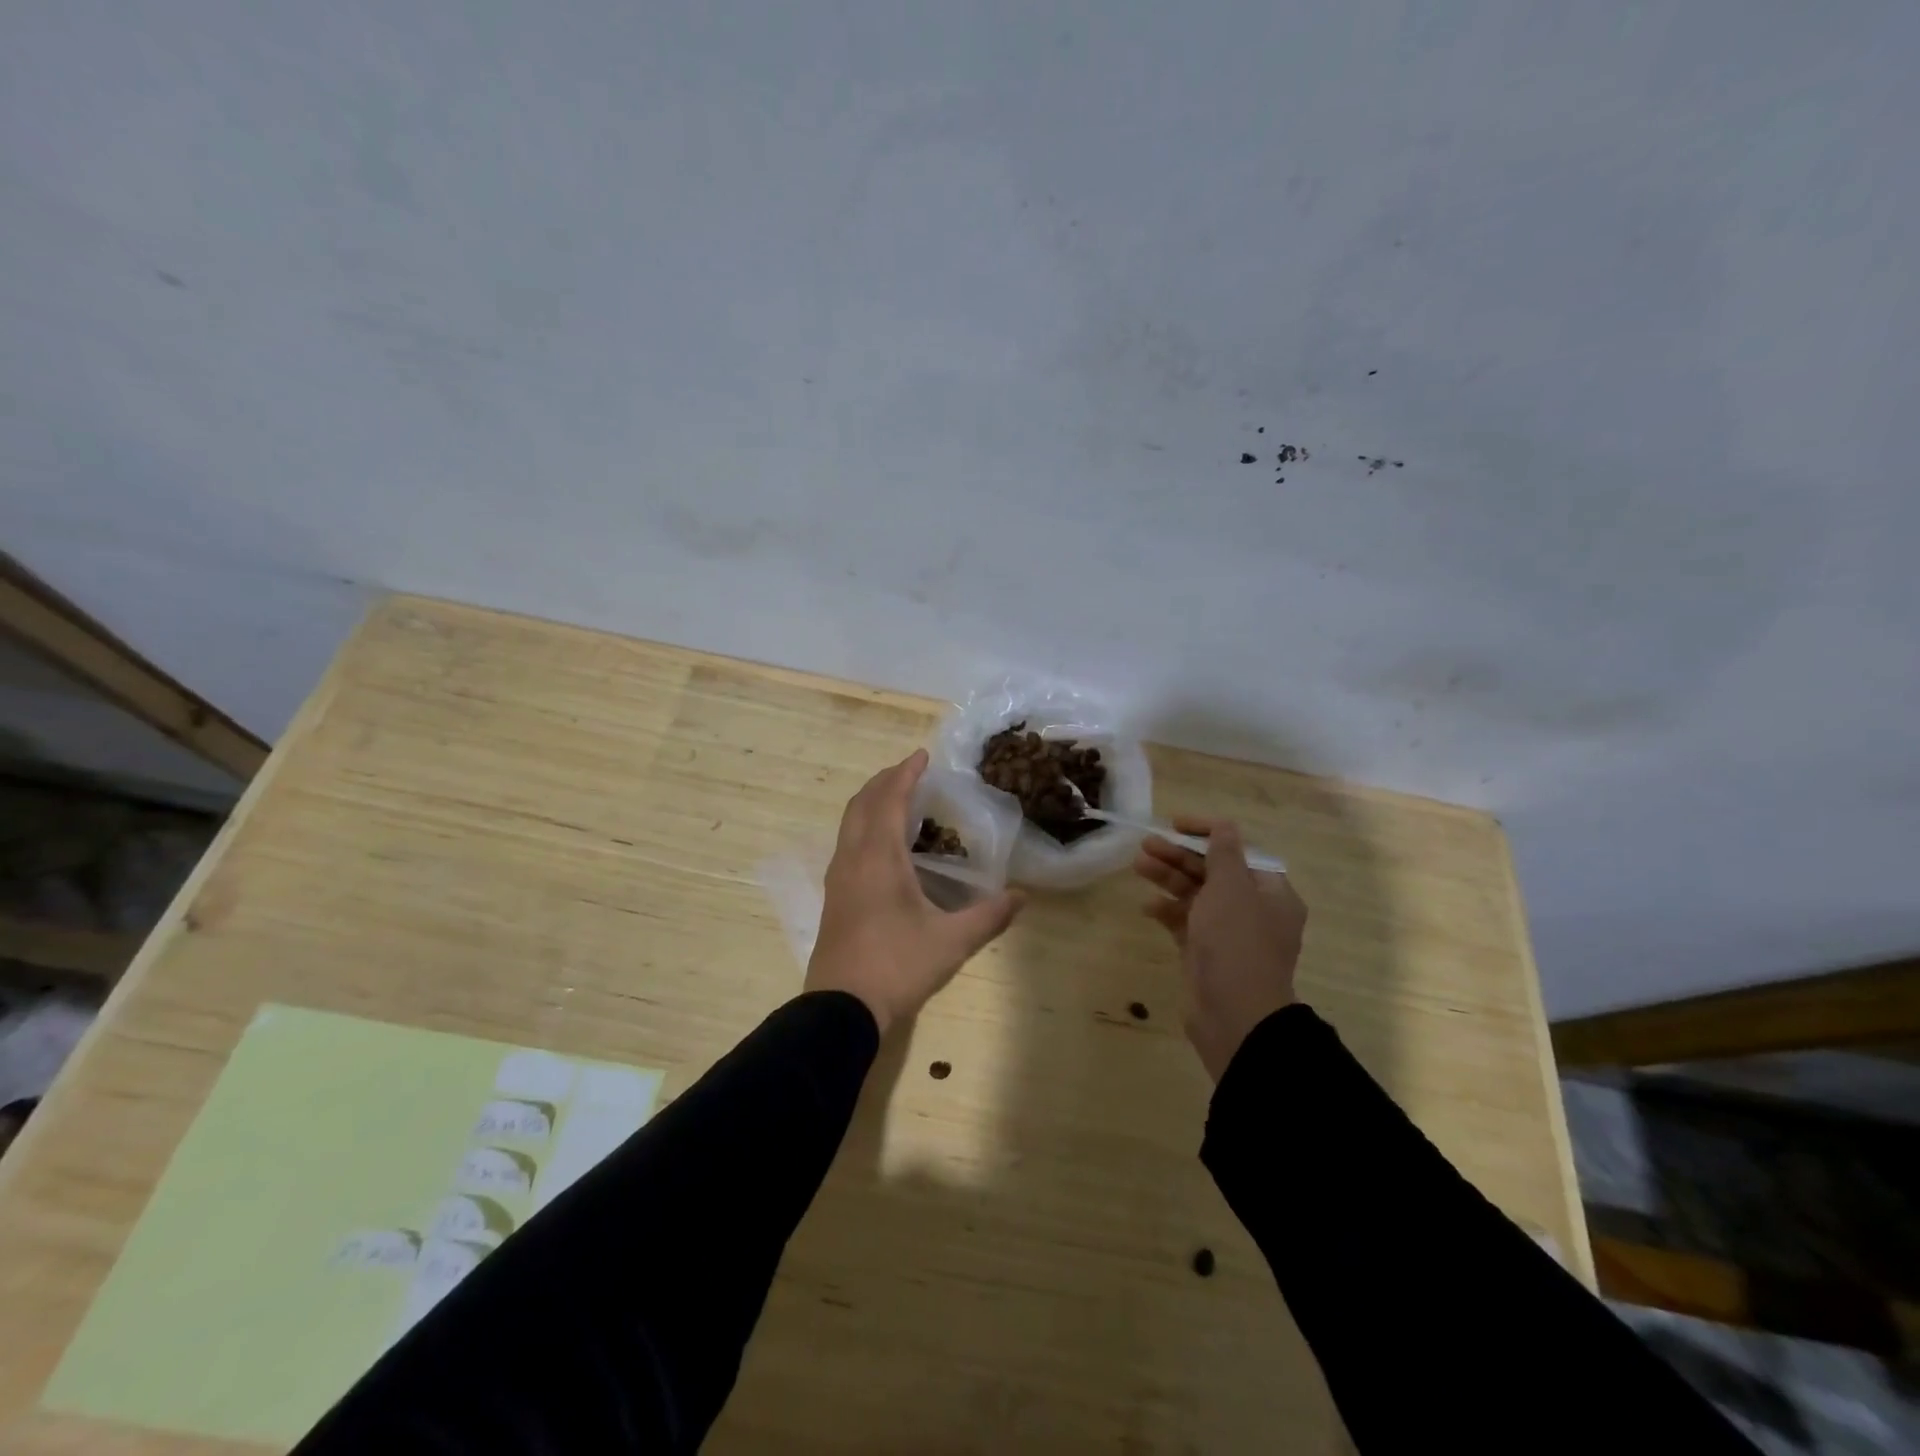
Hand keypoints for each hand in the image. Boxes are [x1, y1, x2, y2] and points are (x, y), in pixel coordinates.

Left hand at [805, 749, 1024, 1034]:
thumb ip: (989, 916)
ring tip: (898, 801)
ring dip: (871, 803)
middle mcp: (852, 858)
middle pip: (862, 803)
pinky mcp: (834, 897)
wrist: (841, 1008)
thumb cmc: (897, 966)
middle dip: (884, 781)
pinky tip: (883, 846)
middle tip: (910, 772)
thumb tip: (1022, 896)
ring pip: (849, 823)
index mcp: (878, 857)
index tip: (922, 756)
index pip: (889, 799)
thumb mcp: (951, 941)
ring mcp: (838, 878)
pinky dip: (864, 826)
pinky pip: (847, 843)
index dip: (905, 773)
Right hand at [1133, 817, 1305, 1081]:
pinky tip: (1147, 907)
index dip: (1207, 833)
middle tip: (1146, 845)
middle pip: (1213, 871)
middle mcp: (1253, 910)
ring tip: (1138, 866)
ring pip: (1196, 895)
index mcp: (1271, 893)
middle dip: (1180, 856)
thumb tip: (1224, 826)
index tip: (1175, 824)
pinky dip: (1168, 911)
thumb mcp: (1231, 889)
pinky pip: (1185, 922)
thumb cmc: (1236, 943)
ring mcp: (1228, 933)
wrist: (1234, 1016)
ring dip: (1169, 878)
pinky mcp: (1206, 953)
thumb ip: (1224, 854)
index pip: (1239, 851)